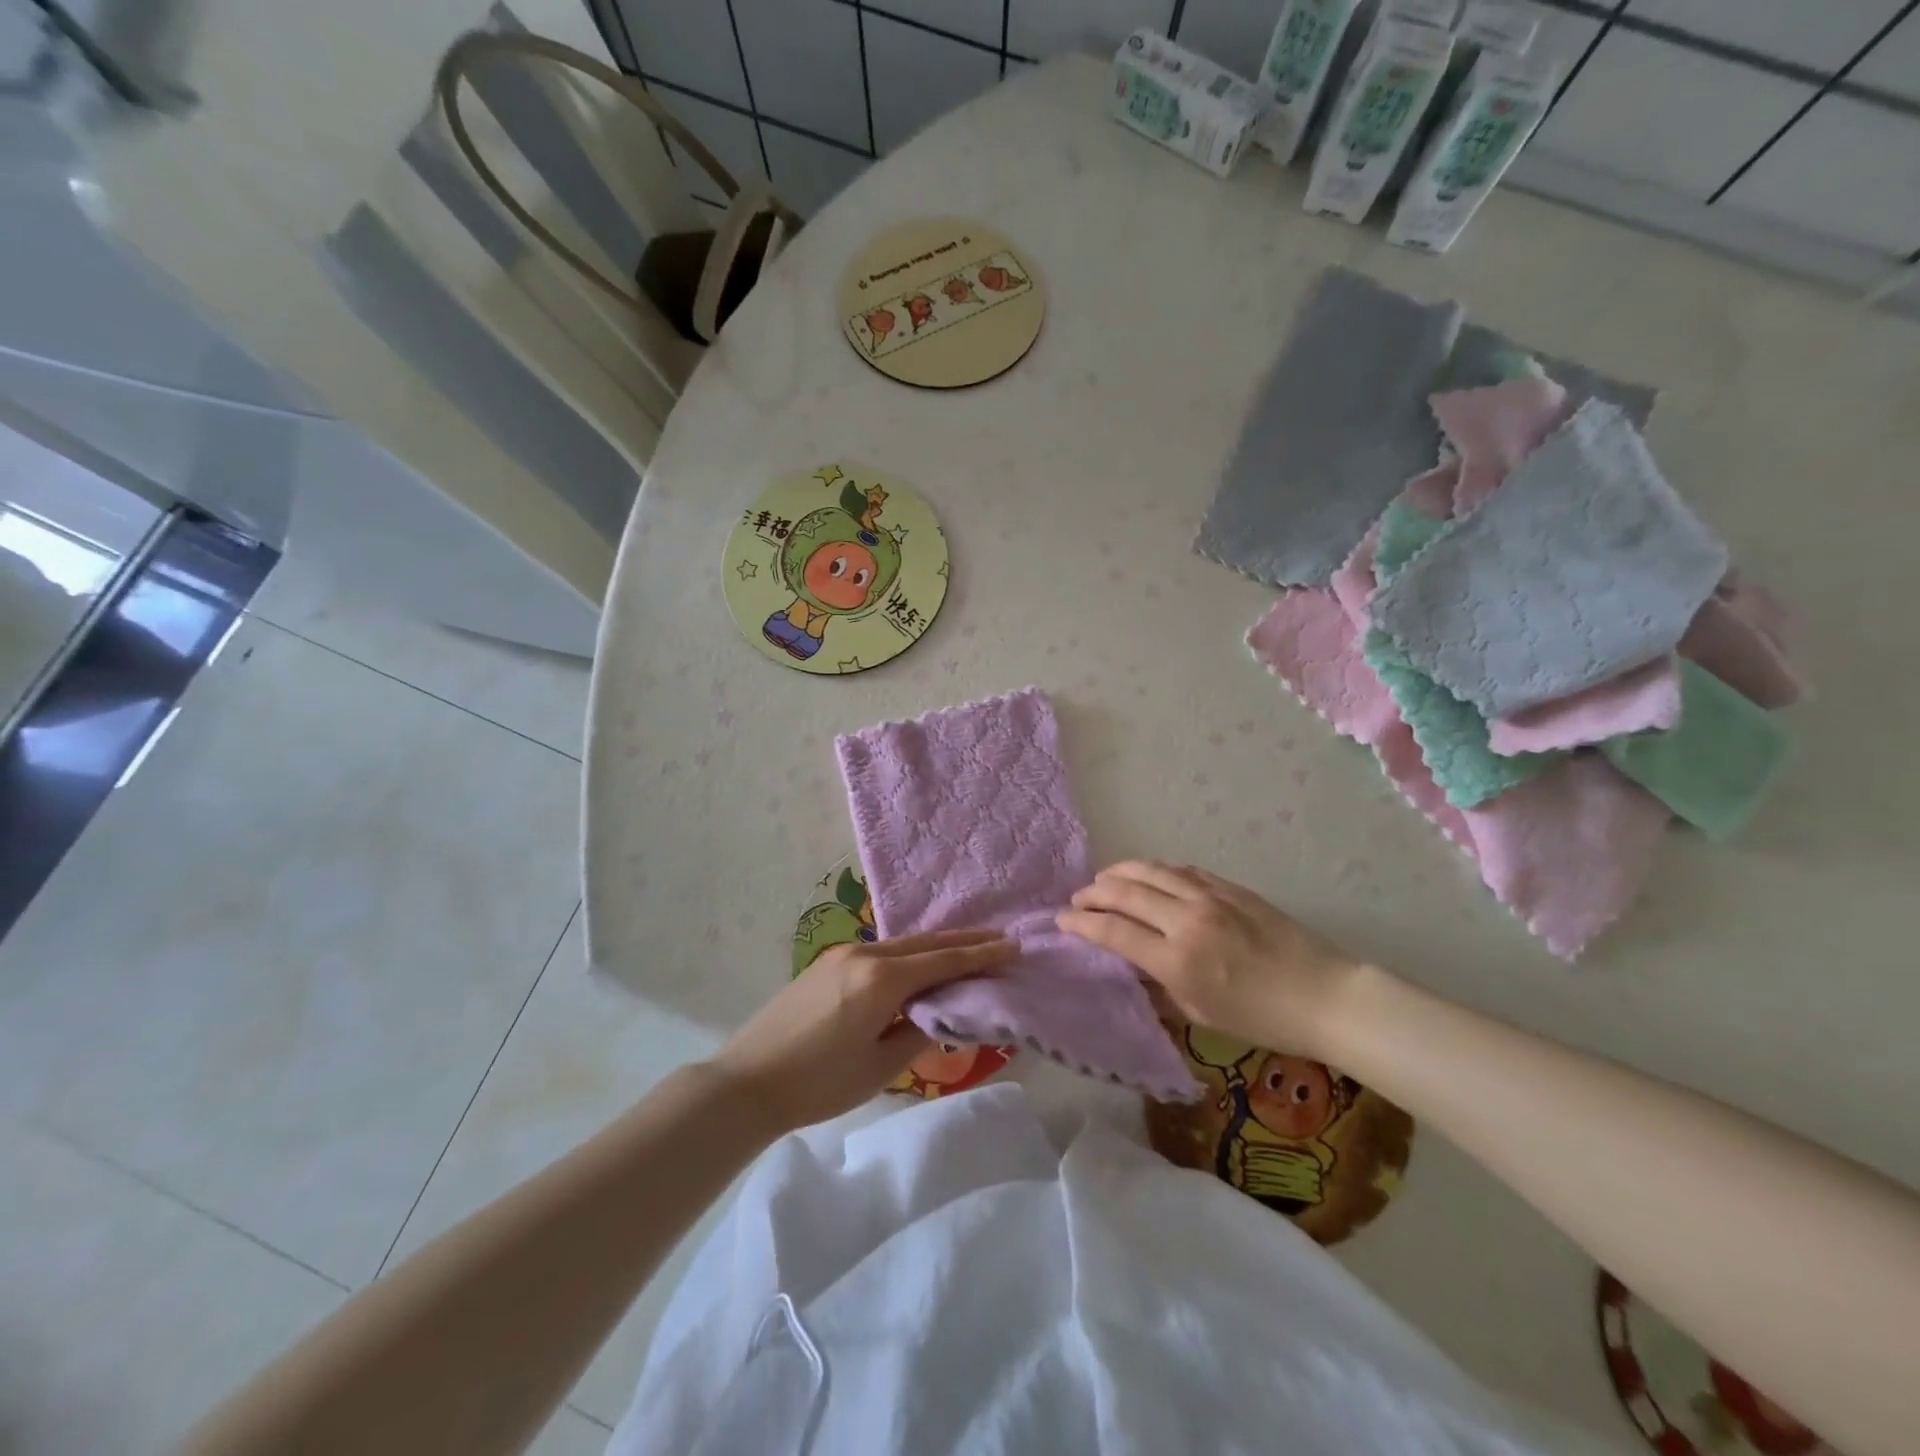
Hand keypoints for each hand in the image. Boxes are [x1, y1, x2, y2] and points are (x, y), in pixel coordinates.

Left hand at [707, 928, 1016, 1135]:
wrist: (747, 1082)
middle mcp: (865, 954)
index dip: (980, 955)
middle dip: (965, 941)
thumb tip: (941, 1013)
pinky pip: (881, 950)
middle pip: (925, 943)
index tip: (1013, 946)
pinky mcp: (827, 963)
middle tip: (1000, 938)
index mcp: (881, 979)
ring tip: (968, 948)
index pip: (943, 961)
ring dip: (936, 945)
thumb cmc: (819, 1082)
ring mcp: (842, 954)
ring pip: (902, 944)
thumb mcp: (880, 1067)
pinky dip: (910, 953)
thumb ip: (918, 1033)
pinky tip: (919, 961)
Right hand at [1058, 862, 1362, 1061]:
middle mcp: (1187, 920)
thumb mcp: (1201, 1014)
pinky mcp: (1230, 886)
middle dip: (1092, 893)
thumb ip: (1159, 984)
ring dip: (1119, 872)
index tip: (1061, 920)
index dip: (1080, 923)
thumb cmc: (1263, 1020)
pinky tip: (1148, 876)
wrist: (1327, 996)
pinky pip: (1181, 870)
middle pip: (1124, 892)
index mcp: (1177, 960)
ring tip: (1104, 879)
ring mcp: (1210, 897)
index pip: (1113, 931)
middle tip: (1078, 899)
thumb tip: (1131, 962)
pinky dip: (1156, 870)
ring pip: (1150, 870)